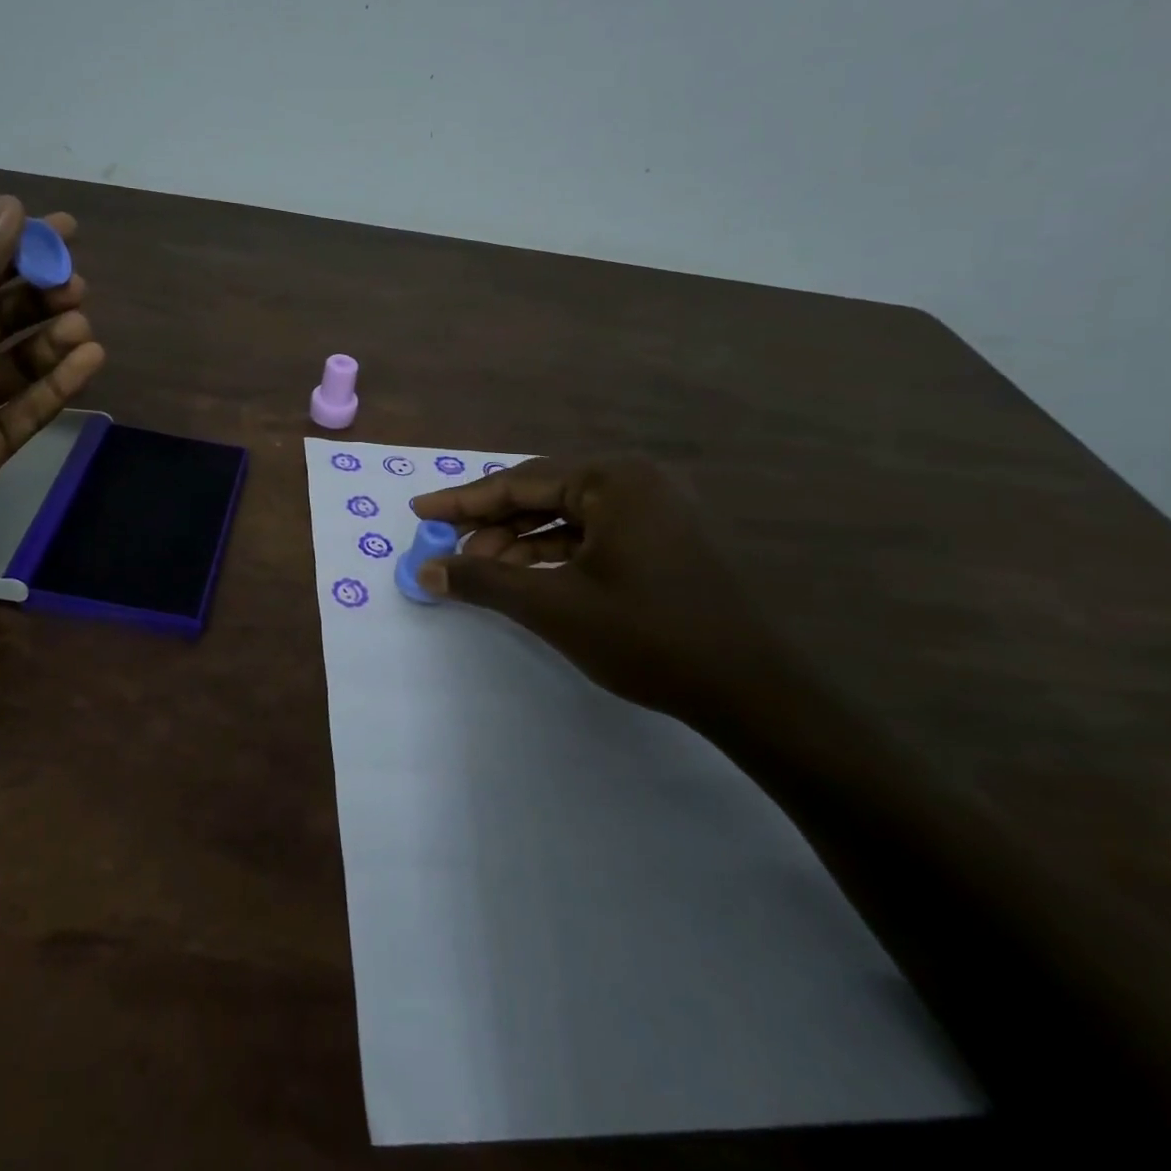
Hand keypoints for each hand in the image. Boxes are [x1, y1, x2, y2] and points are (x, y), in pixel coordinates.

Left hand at [0, 194, 105, 596]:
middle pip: (1, 318)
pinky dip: (59, 385)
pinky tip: (88, 362)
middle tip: (77, 287)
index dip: (17, 249)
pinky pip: (31, 408)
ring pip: (20, 363)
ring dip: (52, 340)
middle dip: (40, 297)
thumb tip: (10, 205)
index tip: (66, 231)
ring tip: (82, 327)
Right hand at [409, 457, 794, 731]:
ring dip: (519, 541)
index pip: (519, 482)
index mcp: (613, 479)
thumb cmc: (647, 636)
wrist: (751, 690)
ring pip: (567, 517)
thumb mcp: (553, 606)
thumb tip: (424, 569)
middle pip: (542, 495)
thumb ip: (483, 581)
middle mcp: (636, 482)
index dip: (463, 500)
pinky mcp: (664, 540)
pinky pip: (593, 535)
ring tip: (478, 568)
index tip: (420, 511)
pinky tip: (524, 575)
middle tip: (446, 546)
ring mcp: (655, 511)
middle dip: (491, 523)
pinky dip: (554, 554)